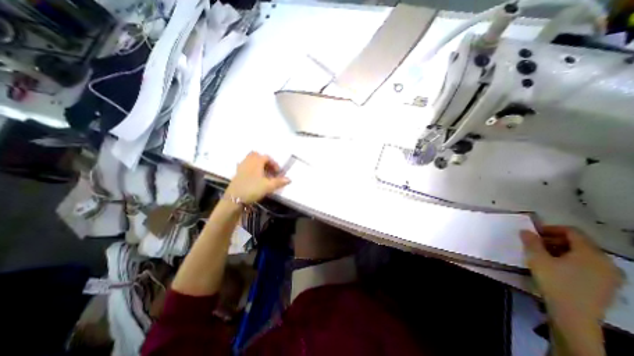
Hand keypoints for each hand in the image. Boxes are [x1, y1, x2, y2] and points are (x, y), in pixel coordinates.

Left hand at [226, 152, 289, 204]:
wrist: (234, 199)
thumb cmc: (252, 189)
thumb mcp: (268, 186)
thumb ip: (279, 182)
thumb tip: (289, 179)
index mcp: (256, 162)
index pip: (267, 157)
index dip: (274, 164)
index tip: (278, 172)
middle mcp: (248, 161)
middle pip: (257, 156)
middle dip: (265, 162)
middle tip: (270, 171)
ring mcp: (241, 167)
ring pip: (251, 161)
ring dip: (258, 165)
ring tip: (263, 175)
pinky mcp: (237, 173)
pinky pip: (246, 166)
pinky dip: (252, 169)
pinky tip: (255, 178)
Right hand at [519, 227, 622, 324]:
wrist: (574, 315)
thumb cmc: (555, 281)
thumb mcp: (537, 258)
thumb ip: (531, 242)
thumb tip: (526, 231)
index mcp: (591, 253)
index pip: (573, 232)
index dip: (551, 229)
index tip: (534, 233)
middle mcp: (606, 262)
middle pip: (579, 243)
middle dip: (555, 240)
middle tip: (536, 244)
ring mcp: (610, 275)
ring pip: (584, 255)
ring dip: (562, 250)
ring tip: (543, 256)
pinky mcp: (607, 286)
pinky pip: (589, 266)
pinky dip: (571, 261)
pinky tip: (557, 267)